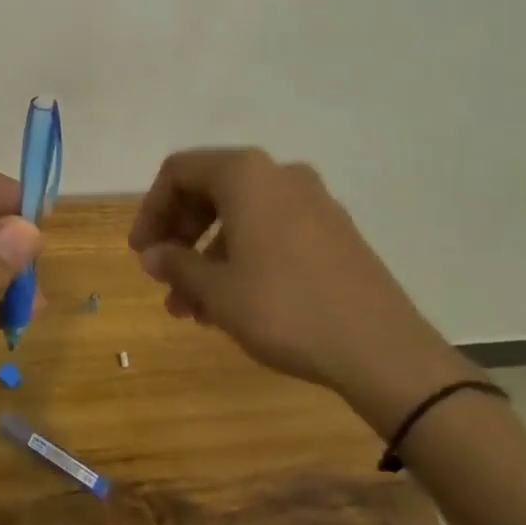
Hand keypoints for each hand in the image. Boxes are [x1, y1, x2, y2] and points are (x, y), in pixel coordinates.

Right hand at [128, 148, 454, 395]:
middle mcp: (280, 176)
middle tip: (163, 277)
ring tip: (191, 307)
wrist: (383, 352)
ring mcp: (314, 203)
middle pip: (209, 191)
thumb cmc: (284, 309)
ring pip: (240, 217)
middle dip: (180, 236)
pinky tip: (231, 303)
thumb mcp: (216, 290)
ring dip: (208, 255)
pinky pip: (271, 232)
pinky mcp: (334, 233)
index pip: (179, 172)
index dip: (151, 210)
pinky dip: (242, 257)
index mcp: (246, 176)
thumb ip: (176, 264)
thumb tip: (153, 254)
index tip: (141, 252)